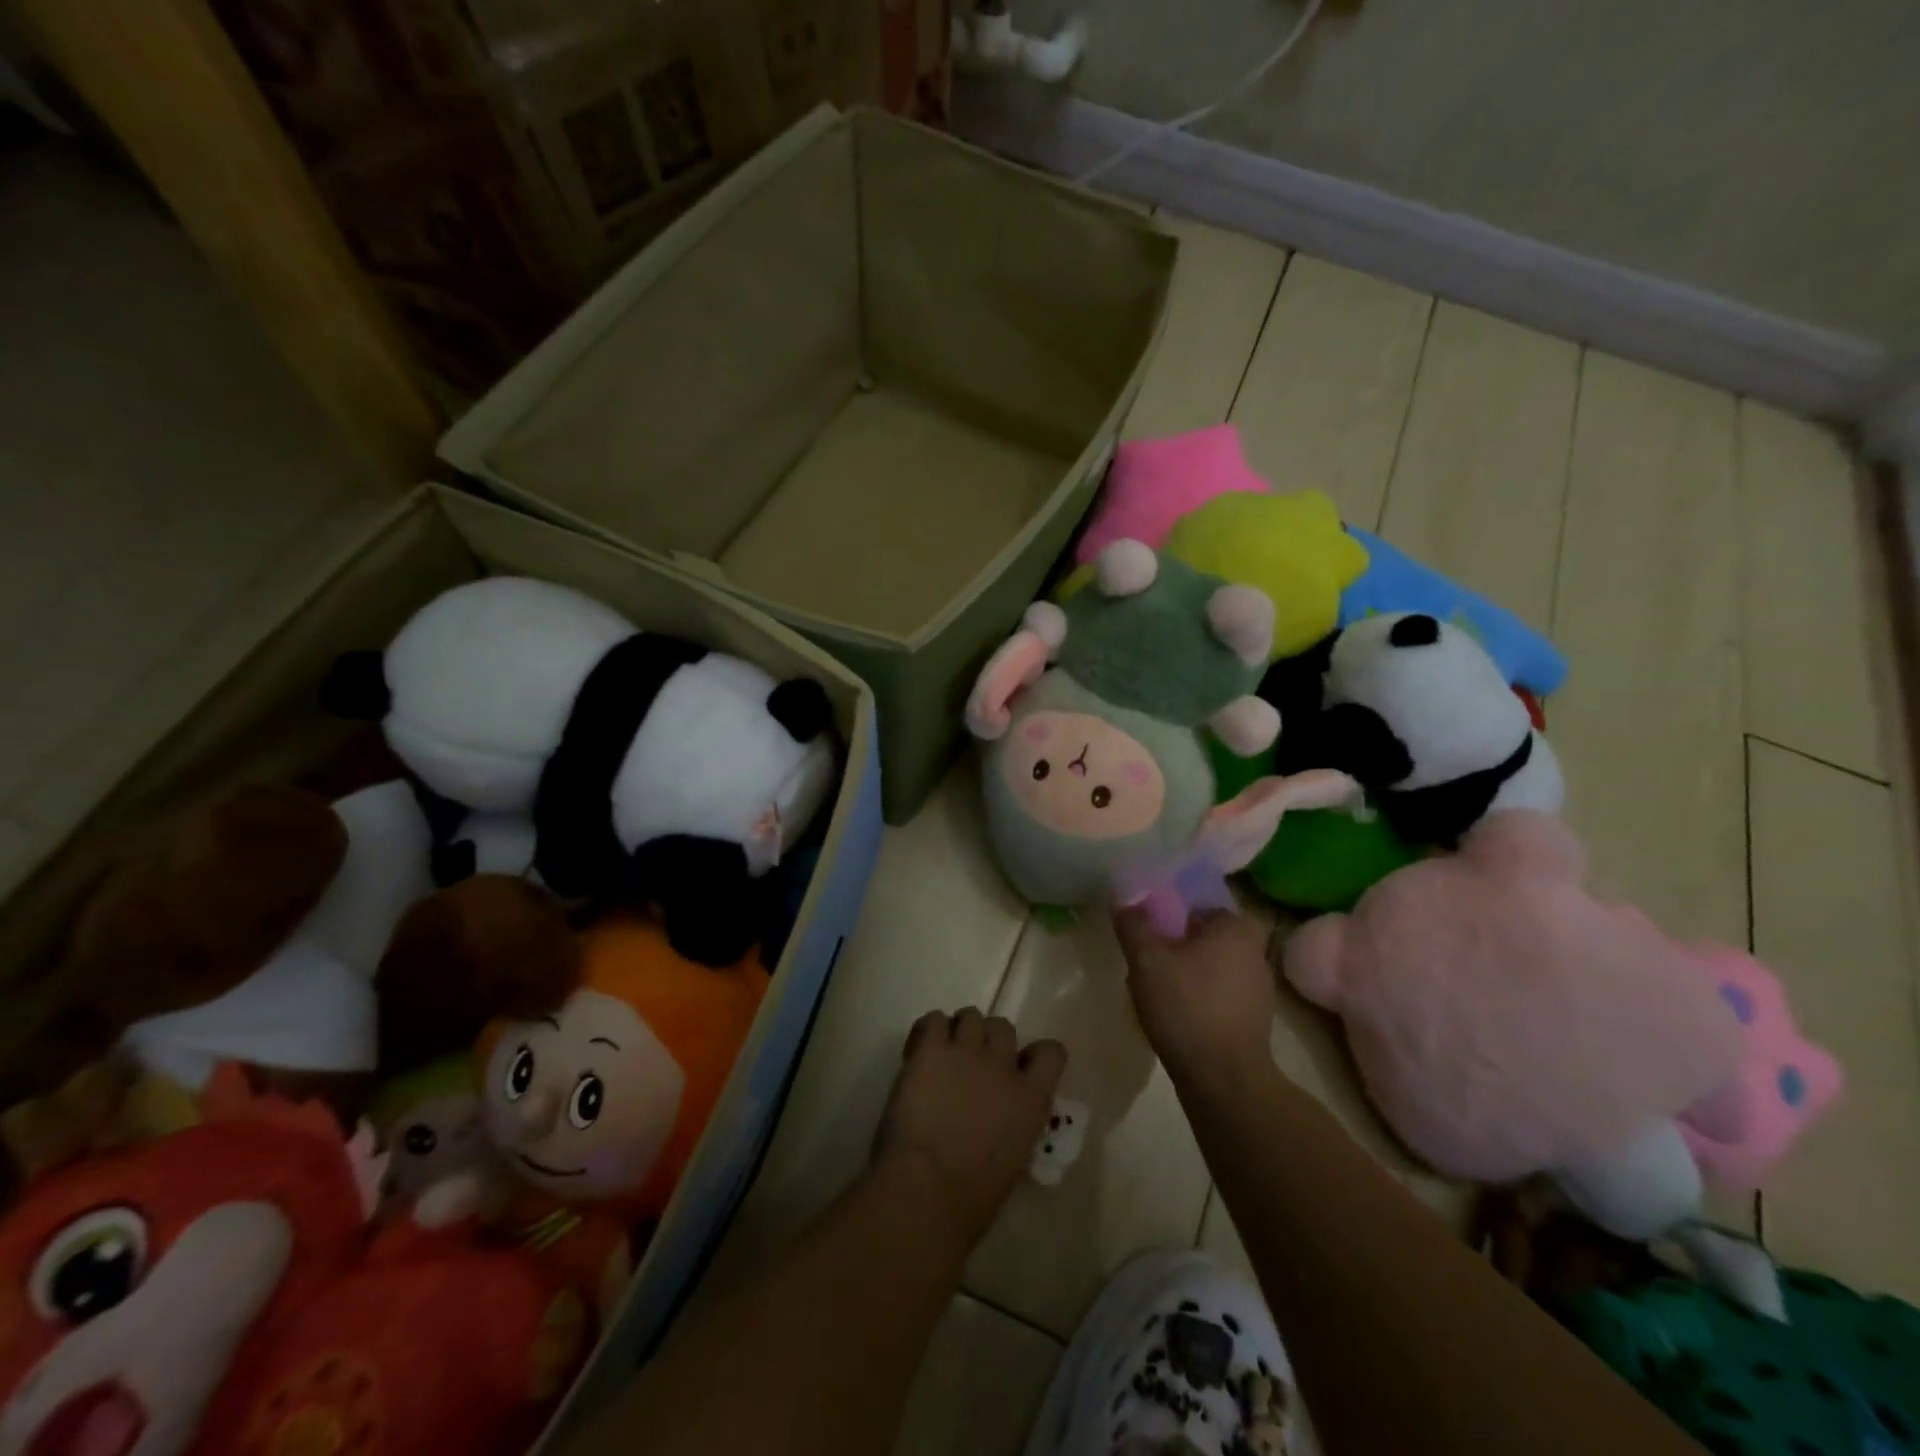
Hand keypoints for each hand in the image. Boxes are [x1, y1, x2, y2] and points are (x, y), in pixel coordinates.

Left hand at [872, 1009, 1066, 1248]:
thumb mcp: (1014, 1159)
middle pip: (1003, 1027)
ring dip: (959, 1032)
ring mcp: (967, 1051)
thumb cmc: (972, 1196)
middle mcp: (1003, 1065)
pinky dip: (928, 1030)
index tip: (1018, 1067)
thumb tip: (1000, 1116)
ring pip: (970, 1016)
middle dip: (989, 1041)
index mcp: (1032, 1099)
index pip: (1051, 1053)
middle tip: (970, 1065)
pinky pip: (933, 1019)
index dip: (1033, 1054)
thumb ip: (1014, 1123)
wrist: (928, 1189)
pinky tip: (920, 1051)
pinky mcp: (931, 1049)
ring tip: (943, 1055)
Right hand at [1115, 907, 1275, 1089]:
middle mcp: (1255, 950)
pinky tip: (1172, 1013)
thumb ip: (1133, 923)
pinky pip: (1217, 993)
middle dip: (1175, 943)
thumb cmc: (1187, 1006)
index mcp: (1237, 926)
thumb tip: (1123, 897)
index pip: (1198, 902)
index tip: (1145, 925)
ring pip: (1209, 965)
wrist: (1224, 1080)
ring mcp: (1259, 987)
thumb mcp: (1146, 959)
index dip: (1168, 910)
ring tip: (1152, 987)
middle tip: (1144, 956)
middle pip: (1203, 934)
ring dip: (1184, 971)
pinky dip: (1196, 997)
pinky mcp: (1253, 1019)